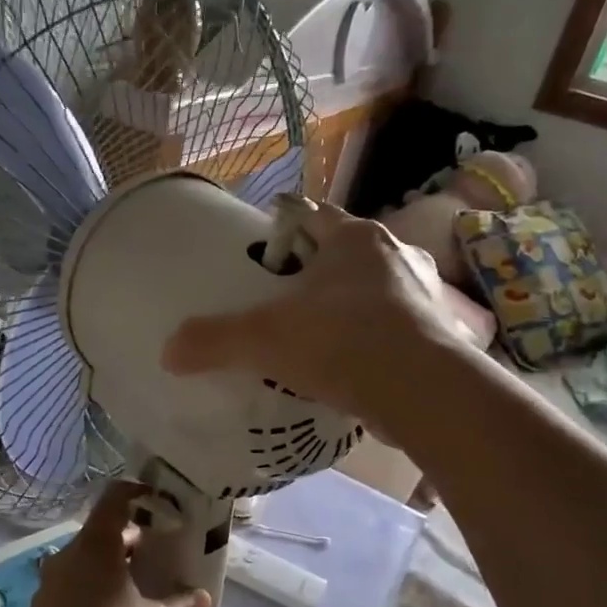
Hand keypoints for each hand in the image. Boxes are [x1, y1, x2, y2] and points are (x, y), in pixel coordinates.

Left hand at [18, 481, 211, 606]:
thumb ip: (181, 606)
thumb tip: (201, 596)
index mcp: (95, 548)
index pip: (114, 499)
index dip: (137, 494)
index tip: (157, 502)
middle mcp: (65, 559)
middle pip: (98, 535)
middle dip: (126, 542)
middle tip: (153, 557)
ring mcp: (45, 588)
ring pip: (79, 566)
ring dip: (104, 571)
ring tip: (131, 592)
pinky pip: (65, 595)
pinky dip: (85, 597)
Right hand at [161, 201, 461, 419]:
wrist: (422, 391)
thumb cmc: (340, 341)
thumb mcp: (264, 339)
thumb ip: (214, 341)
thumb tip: (168, 353)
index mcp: (354, 239)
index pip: (312, 216)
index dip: (286, 225)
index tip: (265, 245)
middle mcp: (395, 255)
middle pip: (347, 253)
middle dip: (320, 270)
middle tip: (287, 296)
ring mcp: (423, 293)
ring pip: (377, 288)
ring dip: (352, 304)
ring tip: (321, 332)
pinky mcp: (438, 332)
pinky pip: (397, 326)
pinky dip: (375, 338)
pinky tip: (355, 363)